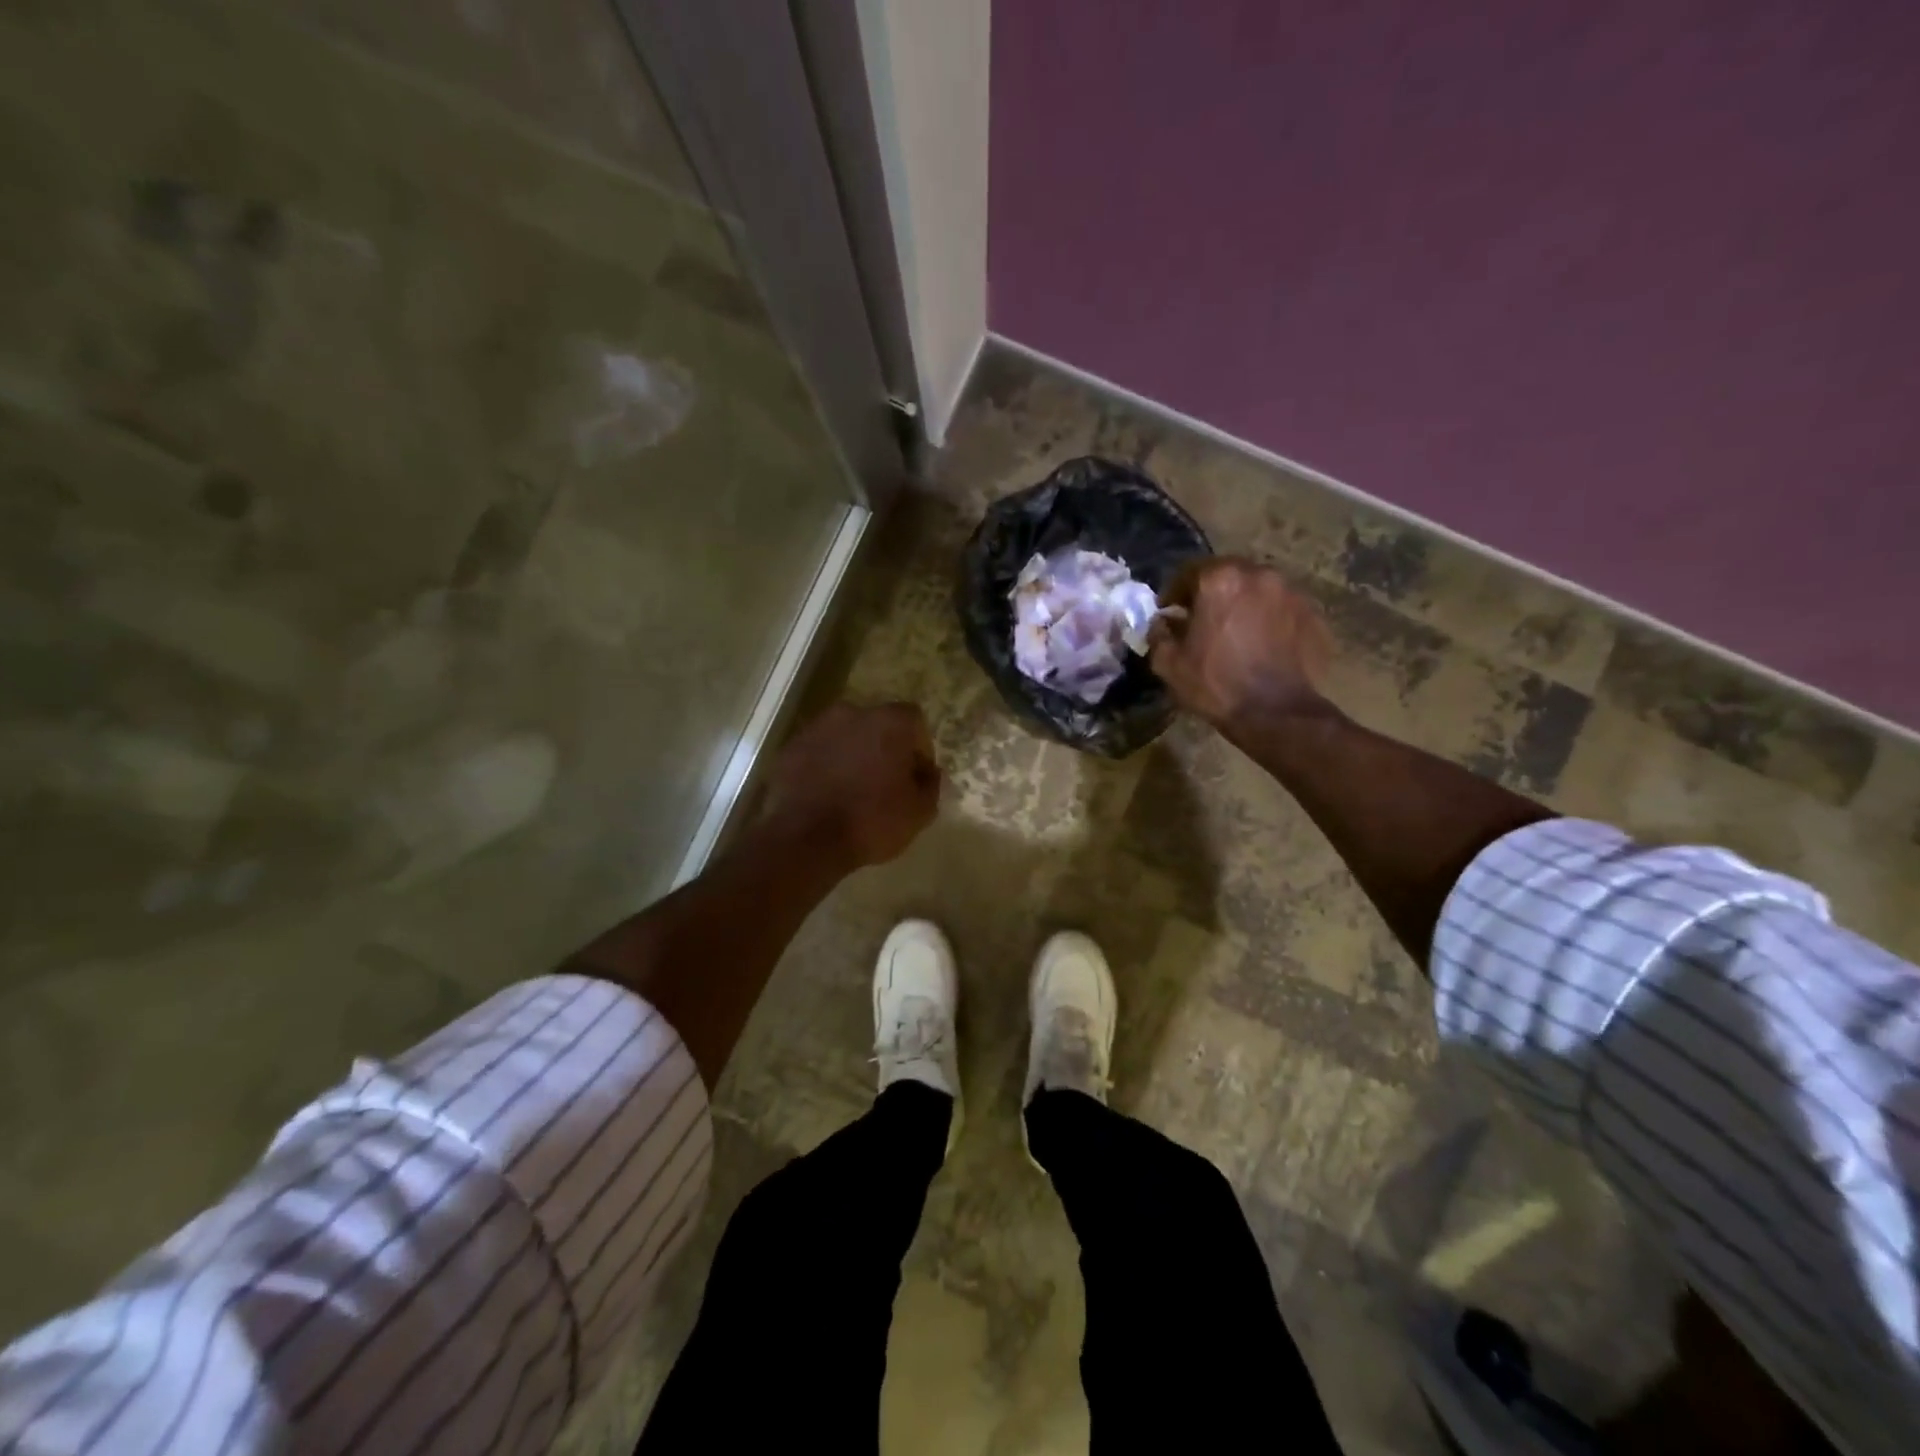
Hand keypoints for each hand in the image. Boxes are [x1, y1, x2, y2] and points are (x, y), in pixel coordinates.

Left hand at [761, 702, 941, 868]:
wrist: (806, 839)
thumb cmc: (872, 821)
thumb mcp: (920, 811)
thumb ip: (930, 784)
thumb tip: (927, 772)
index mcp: (890, 722)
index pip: (914, 723)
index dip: (918, 749)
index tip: (915, 776)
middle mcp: (852, 713)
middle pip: (877, 725)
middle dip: (884, 748)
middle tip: (885, 782)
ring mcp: (817, 728)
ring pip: (844, 736)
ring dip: (852, 755)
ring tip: (852, 790)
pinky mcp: (790, 748)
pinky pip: (817, 752)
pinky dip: (824, 766)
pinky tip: (826, 794)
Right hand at [1148, 558, 1330, 729]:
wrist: (1275, 712)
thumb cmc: (1215, 684)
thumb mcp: (1168, 663)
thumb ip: (1158, 634)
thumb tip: (1161, 623)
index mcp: (1219, 580)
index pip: (1188, 572)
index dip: (1174, 593)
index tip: (1169, 612)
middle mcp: (1258, 575)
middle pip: (1227, 575)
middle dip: (1211, 594)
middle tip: (1202, 619)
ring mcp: (1290, 593)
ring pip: (1256, 589)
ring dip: (1241, 603)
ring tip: (1234, 632)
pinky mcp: (1311, 614)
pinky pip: (1280, 609)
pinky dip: (1267, 619)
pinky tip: (1261, 644)